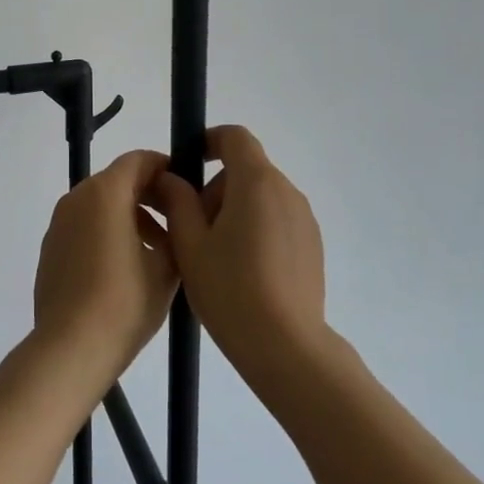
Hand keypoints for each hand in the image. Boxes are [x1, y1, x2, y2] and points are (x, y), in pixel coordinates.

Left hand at [32, 149, 179, 389]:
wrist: (70, 349)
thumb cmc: (125, 302)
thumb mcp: (167, 265)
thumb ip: (177, 229)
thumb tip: (177, 216)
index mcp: (105, 193)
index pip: (139, 160)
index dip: (166, 169)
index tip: (187, 190)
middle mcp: (76, 198)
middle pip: (118, 181)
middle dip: (149, 196)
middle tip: (177, 223)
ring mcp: (58, 224)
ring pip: (100, 205)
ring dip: (129, 217)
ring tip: (155, 252)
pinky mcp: (50, 249)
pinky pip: (84, 227)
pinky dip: (106, 234)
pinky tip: (124, 270)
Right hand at [152, 126, 329, 395]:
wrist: (286, 346)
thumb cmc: (231, 289)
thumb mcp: (190, 244)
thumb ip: (178, 202)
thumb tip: (171, 178)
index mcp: (256, 182)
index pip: (235, 137)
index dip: (210, 141)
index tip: (189, 165)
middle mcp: (286, 191)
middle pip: (246, 170)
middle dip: (215, 189)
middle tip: (193, 229)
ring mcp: (303, 218)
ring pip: (261, 197)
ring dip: (235, 210)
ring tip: (216, 256)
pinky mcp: (312, 244)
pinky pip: (277, 219)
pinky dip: (256, 229)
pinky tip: (243, 271)